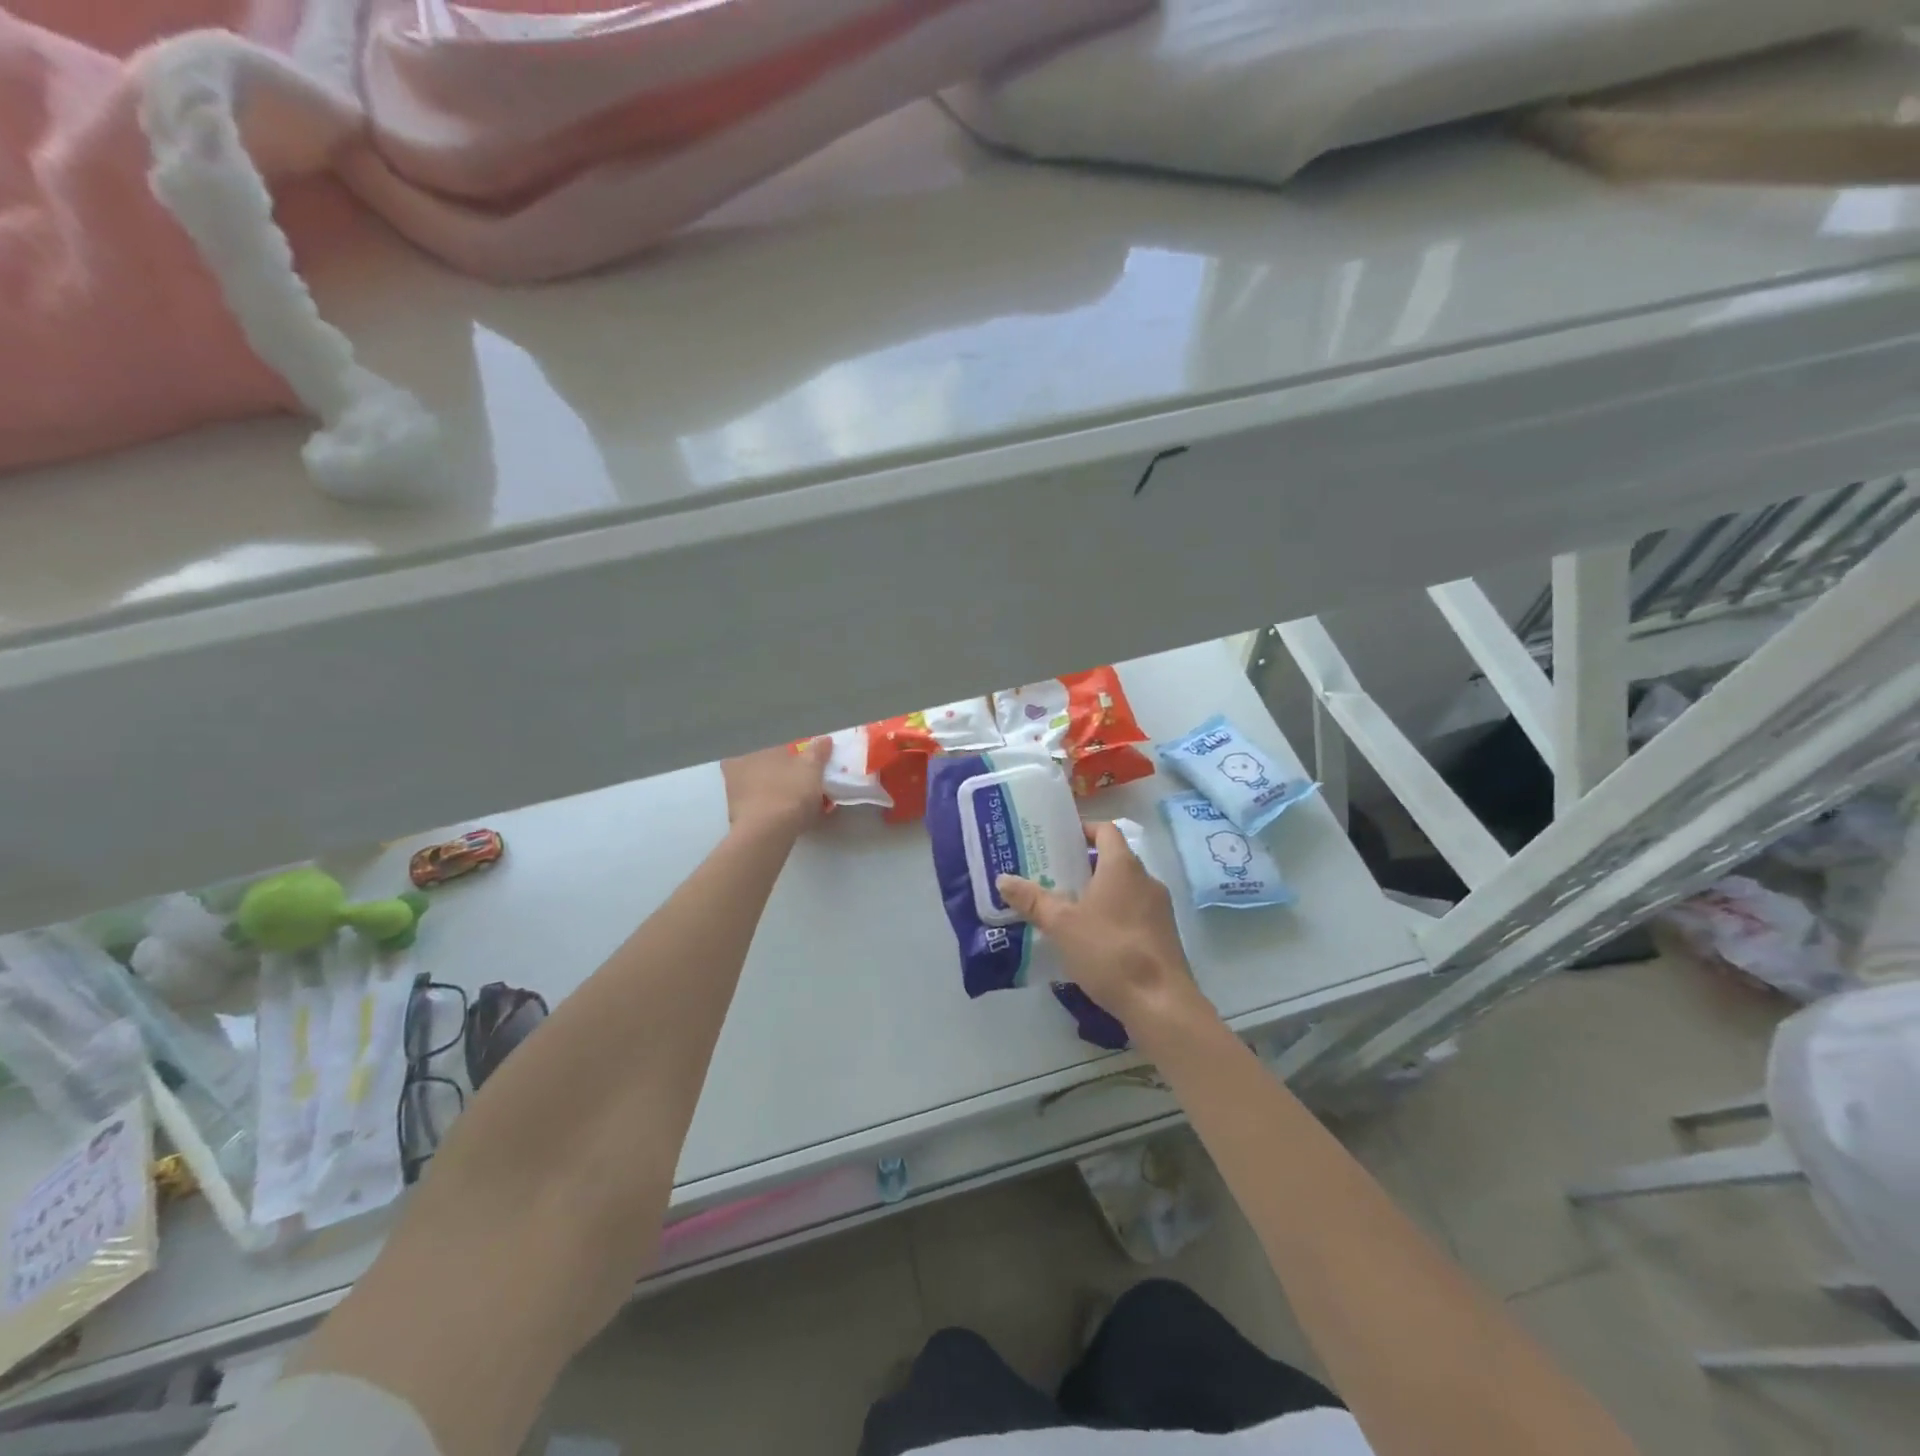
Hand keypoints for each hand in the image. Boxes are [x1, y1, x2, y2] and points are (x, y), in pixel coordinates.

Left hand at [721, 738, 829, 833]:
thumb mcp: (811, 768)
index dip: (798, 761)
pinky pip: (763, 813)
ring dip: (779, 798)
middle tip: (806, 790)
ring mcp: (735, 800)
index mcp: (751, 756)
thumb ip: (817, 752)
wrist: (768, 833)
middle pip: (769, 773)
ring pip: (765, 793)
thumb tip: (823, 739)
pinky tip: (789, 822)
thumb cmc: (790, 793)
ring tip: (801, 809)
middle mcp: (736, 775)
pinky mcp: (739, 823)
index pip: (779, 753)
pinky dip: (774, 815)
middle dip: (786, 779)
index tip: (812, 772)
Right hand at [997, 822, 1195, 1025]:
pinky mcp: (1165, 935)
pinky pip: (1135, 912)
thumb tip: (1003, 879)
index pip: (1106, 830)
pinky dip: (1114, 915)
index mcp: (1123, 865)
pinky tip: (1092, 939)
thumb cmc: (1108, 950)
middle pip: (1115, 859)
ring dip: (1099, 893)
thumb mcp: (1061, 924)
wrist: (1160, 1002)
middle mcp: (1146, 879)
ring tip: (1068, 909)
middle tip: (1053, 876)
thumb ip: (1032, 900)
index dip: (1084, 830)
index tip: (1060, 840)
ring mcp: (1160, 908)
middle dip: (1085, 865)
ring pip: (1125, 888)